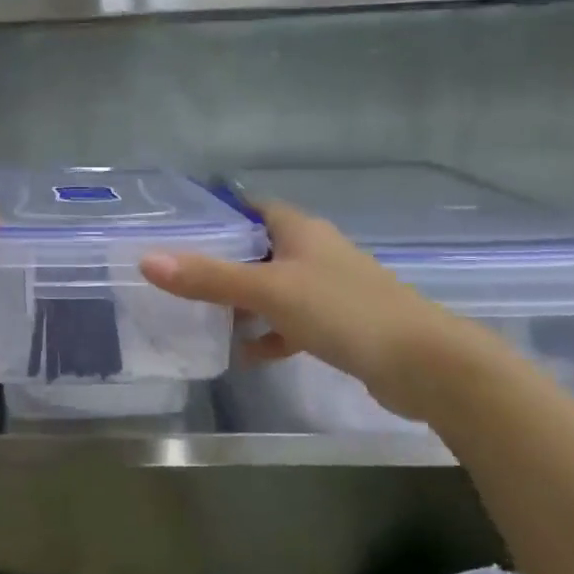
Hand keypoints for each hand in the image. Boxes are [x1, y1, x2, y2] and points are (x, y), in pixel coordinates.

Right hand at [140, 198, 470, 420]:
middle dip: (223, 263)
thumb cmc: (344, 312)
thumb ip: (208, 278)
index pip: (253, 208)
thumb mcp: (269, 291)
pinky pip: (293, 322)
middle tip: (181, 277)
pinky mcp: (341, 325)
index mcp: (301, 230)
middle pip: (260, 250)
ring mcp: (331, 290)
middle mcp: (316, 252)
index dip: (220, 215)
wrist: (426, 365)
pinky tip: (247, 354)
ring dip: (244, 302)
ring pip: (275, 288)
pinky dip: (270, 334)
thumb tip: (147, 261)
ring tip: (203, 317)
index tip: (182, 229)